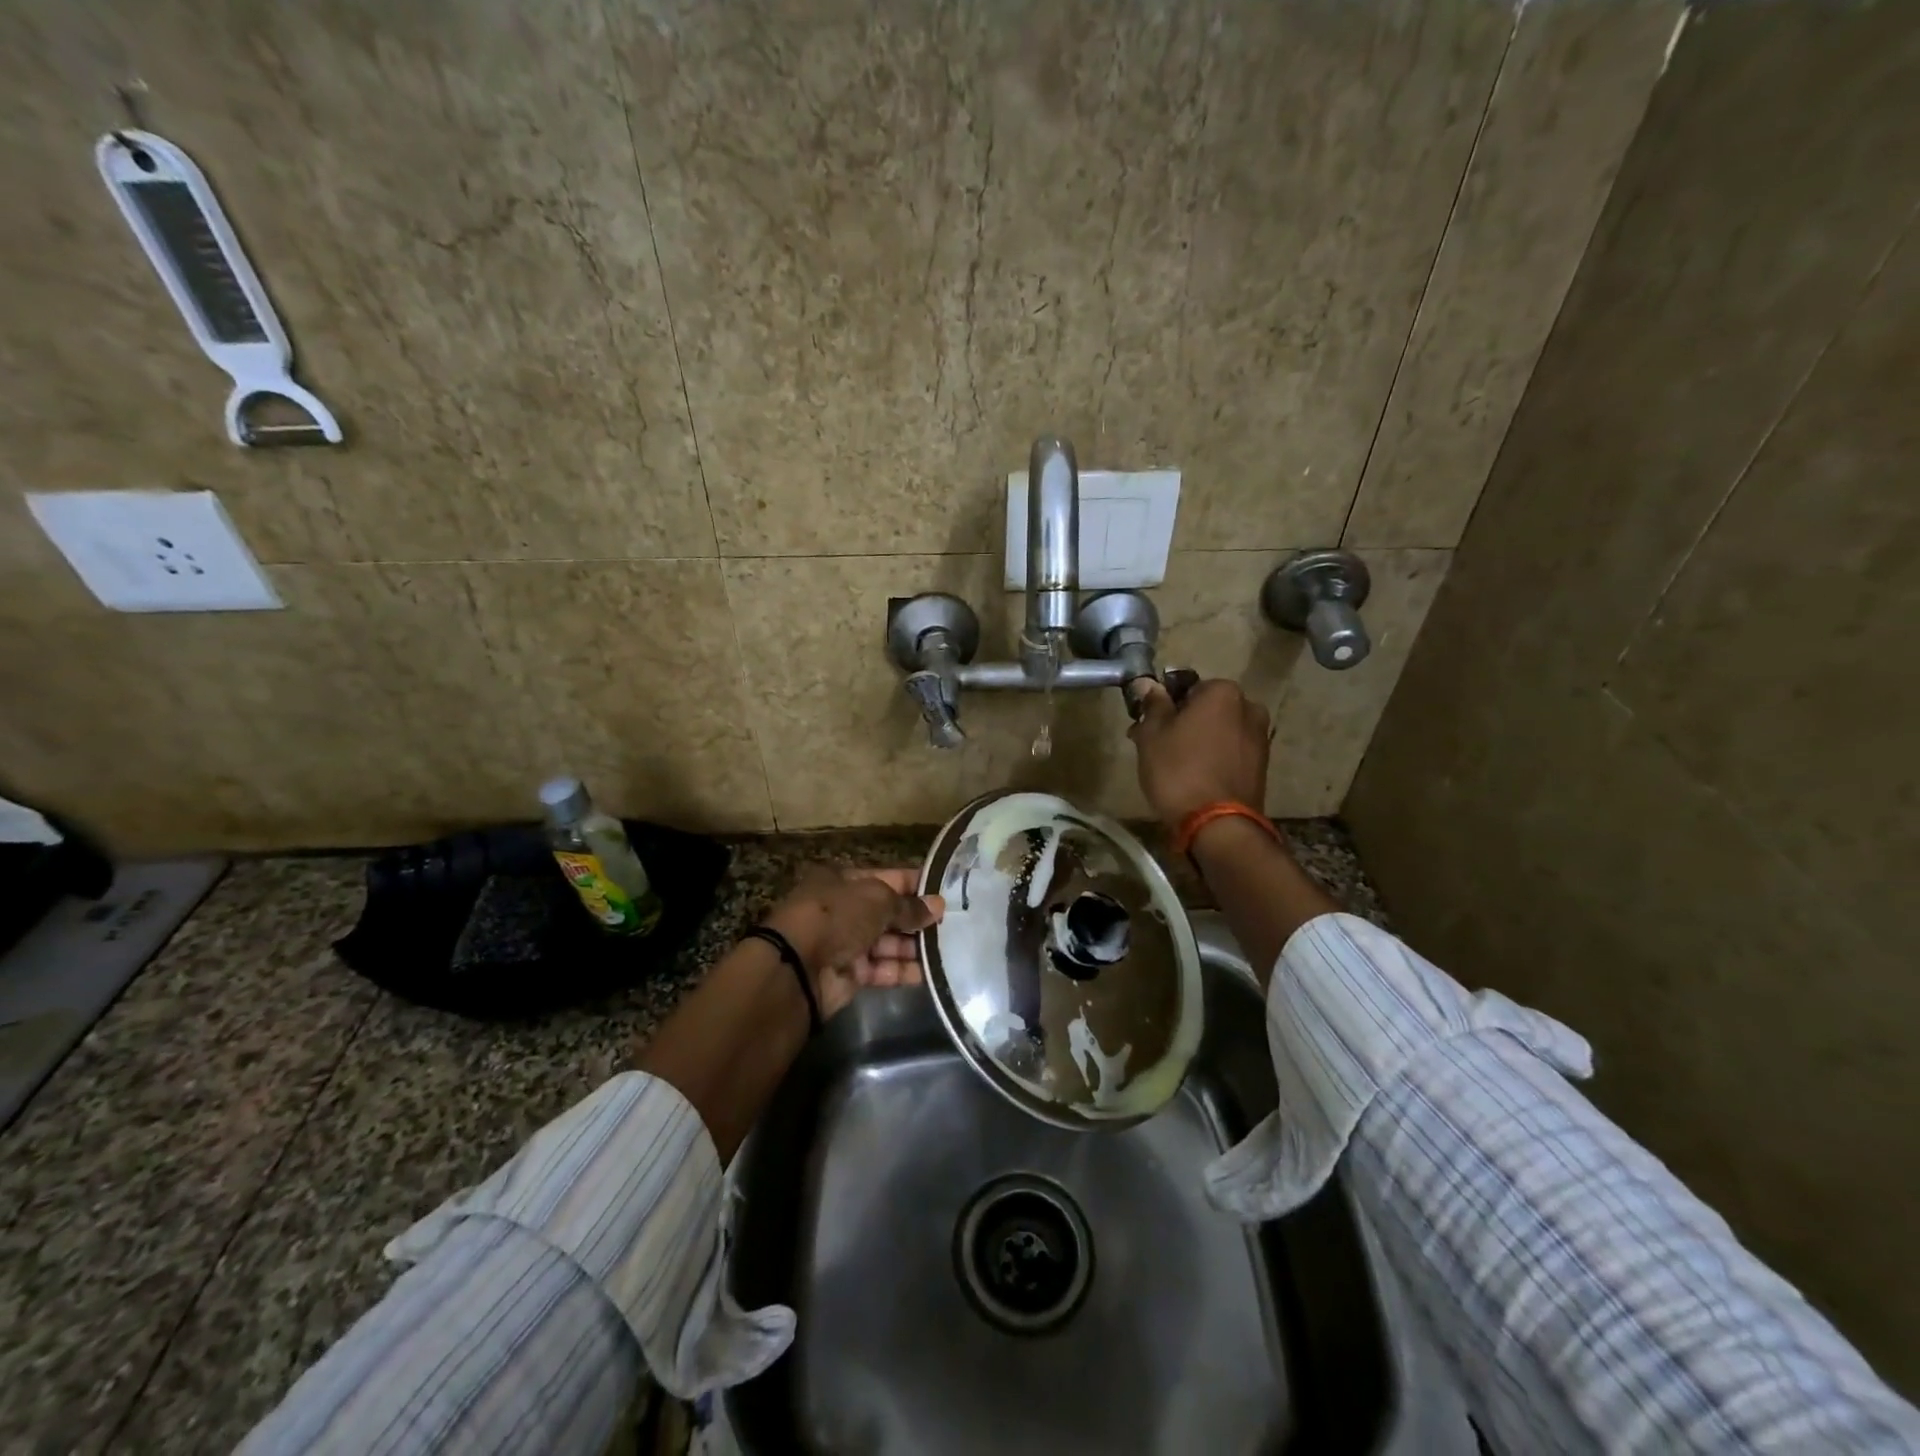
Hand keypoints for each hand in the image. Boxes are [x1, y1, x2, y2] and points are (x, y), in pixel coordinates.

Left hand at [763, 867, 944, 1017]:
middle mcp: (844, 909)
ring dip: (914, 946)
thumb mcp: (877, 900)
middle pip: (888, 912)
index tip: (946, 892)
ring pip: (887, 942)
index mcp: (843, 880)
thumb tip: (938, 907)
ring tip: (950, 948)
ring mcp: (845, 942)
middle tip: (954, 924)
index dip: (916, 884)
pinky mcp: (849, 974)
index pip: (888, 878)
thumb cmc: (836, 916)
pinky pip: (882, 969)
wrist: (796, 968)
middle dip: (917, 918)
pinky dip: (903, 970)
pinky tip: (930, 971)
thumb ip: (909, 906)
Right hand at [1128, 677, 1270, 828]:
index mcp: (1223, 692)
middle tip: (1156, 746)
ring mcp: (1260, 738)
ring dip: (1198, 741)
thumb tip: (1146, 683)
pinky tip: (1194, 778)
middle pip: (1206, 709)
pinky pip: (1230, 752)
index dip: (1164, 706)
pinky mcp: (1262, 766)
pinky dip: (1213, 758)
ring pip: (1218, 731)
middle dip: (1183, 723)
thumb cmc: (1178, 771)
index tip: (1148, 726)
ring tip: (1173, 766)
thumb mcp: (1152, 734)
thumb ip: (1152, 704)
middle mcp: (1249, 708)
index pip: (1186, 687)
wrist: (1217, 825)